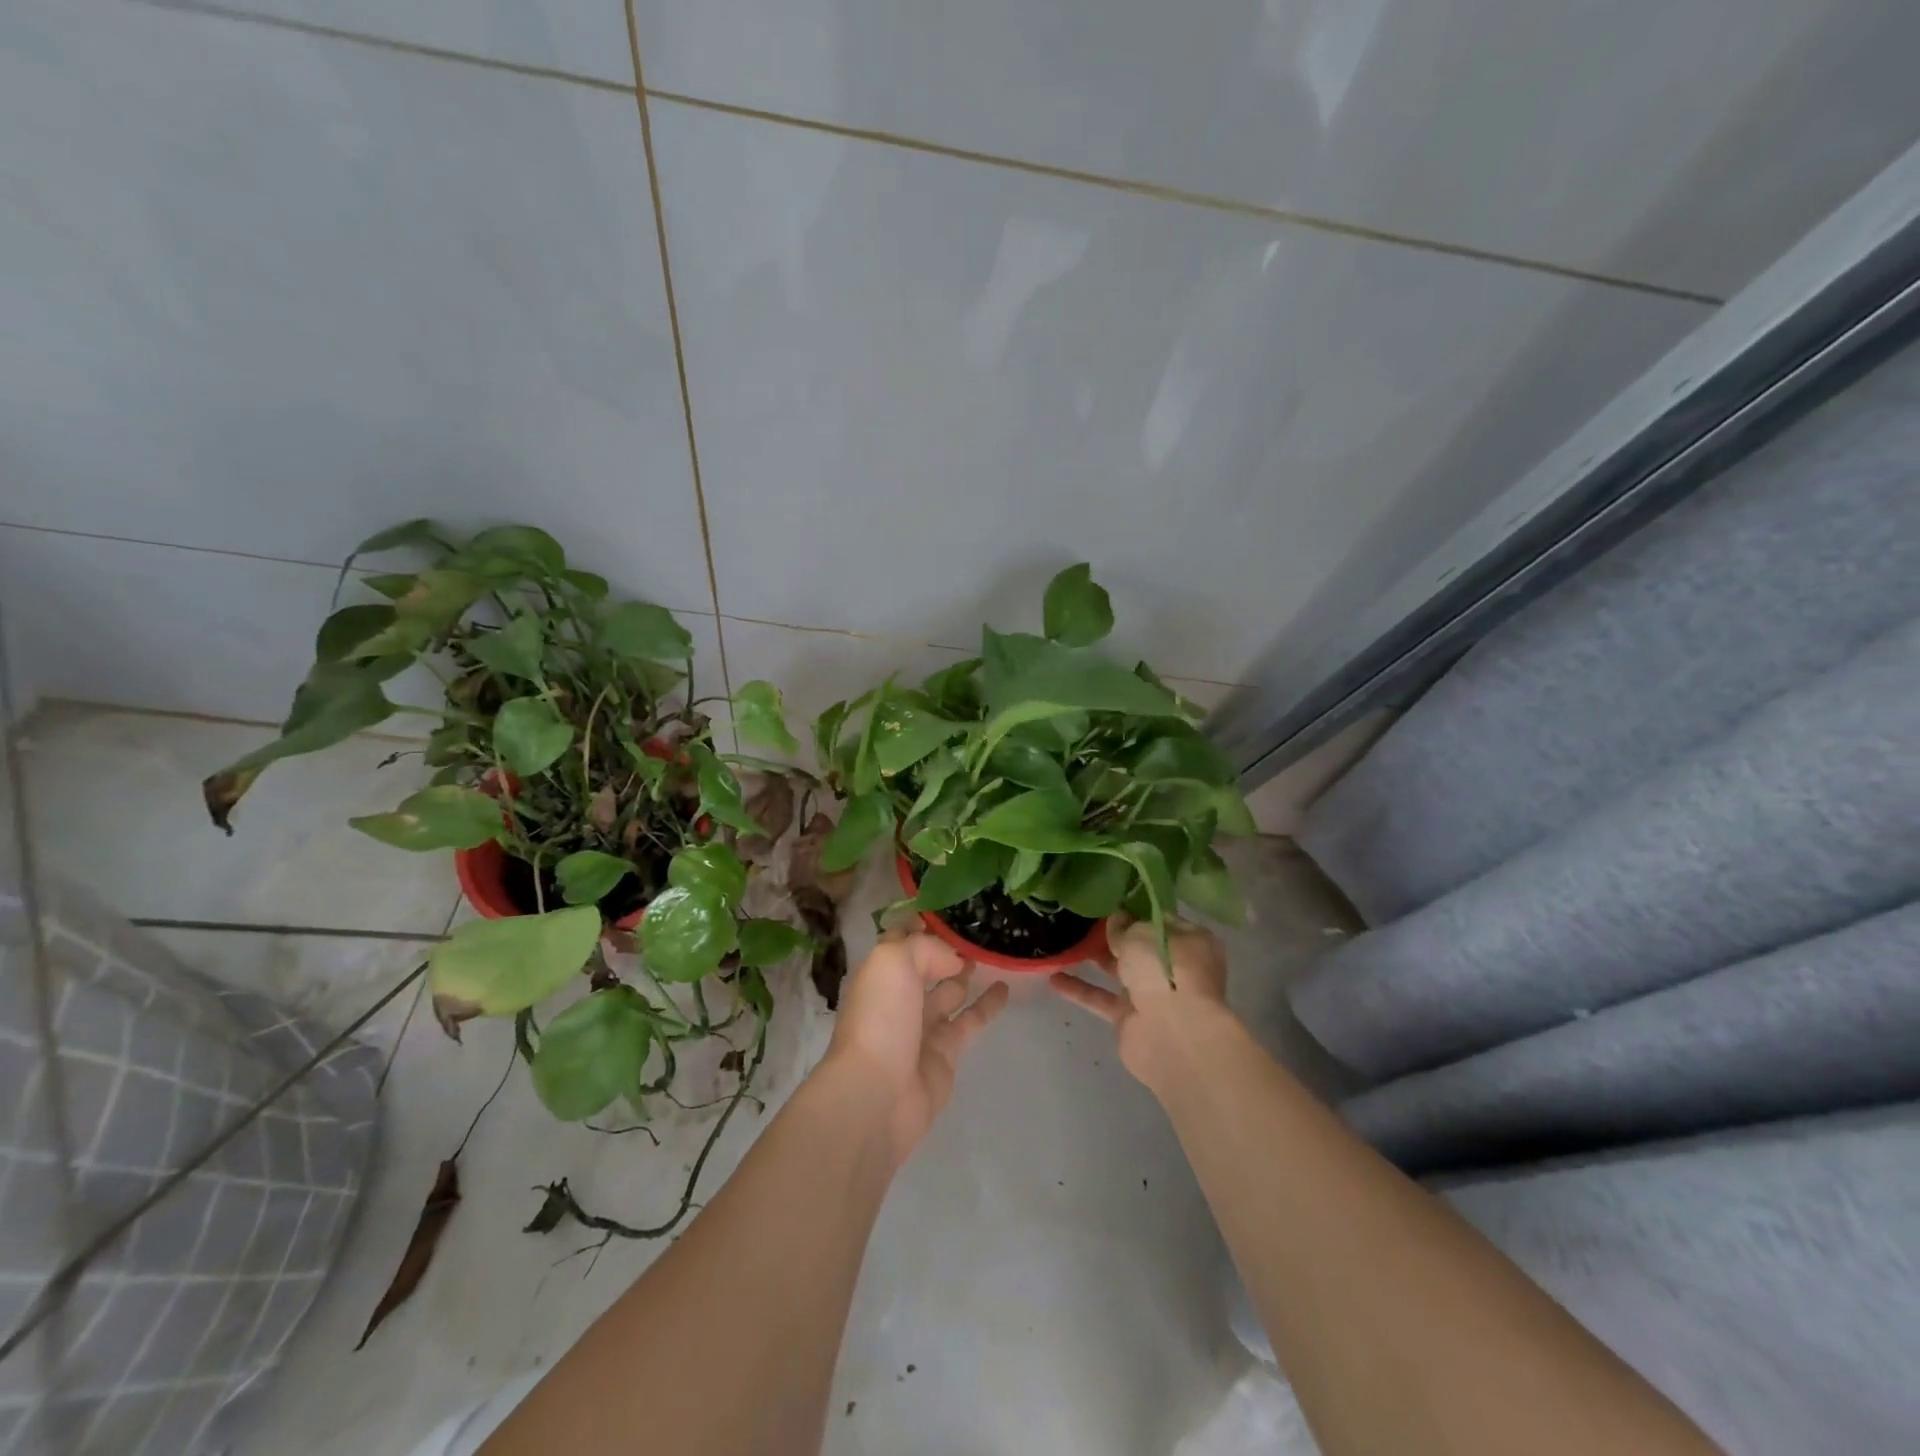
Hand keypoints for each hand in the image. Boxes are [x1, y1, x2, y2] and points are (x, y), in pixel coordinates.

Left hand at [822, 928, 1010, 1165]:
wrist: (878, 1095)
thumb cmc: (880, 1019)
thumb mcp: (894, 962)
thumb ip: (924, 948)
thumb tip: (952, 958)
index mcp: (879, 974)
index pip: (900, 940)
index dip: (920, 924)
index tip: (948, 909)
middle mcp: (898, 997)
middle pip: (925, 966)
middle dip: (944, 950)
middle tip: (976, 932)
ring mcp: (922, 1027)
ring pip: (948, 992)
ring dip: (964, 974)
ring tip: (991, 954)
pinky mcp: (946, 1054)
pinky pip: (970, 1021)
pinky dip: (987, 1004)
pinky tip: (1005, 988)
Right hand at [1050, 914, 1233, 1091]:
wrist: (1173, 1033)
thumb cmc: (1166, 970)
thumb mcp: (1141, 934)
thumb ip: (1124, 926)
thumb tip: (1117, 920)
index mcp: (1190, 941)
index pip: (1159, 920)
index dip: (1135, 910)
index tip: (1108, 900)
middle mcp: (1173, 967)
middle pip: (1139, 946)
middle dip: (1114, 934)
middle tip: (1082, 917)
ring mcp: (1152, 995)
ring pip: (1119, 971)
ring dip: (1094, 958)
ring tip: (1064, 940)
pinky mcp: (1130, 1018)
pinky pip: (1100, 998)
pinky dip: (1079, 989)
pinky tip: (1053, 978)